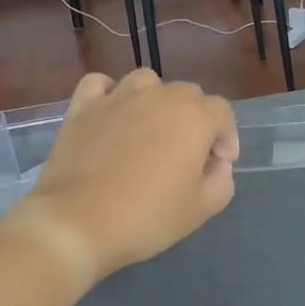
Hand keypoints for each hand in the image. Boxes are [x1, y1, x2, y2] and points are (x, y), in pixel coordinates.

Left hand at [8, 70, 238, 284]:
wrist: (78, 223)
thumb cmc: (147, 217)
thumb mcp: (202, 208)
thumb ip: (222, 180)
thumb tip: (217, 164)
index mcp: (193, 117)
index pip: (222, 112)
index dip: (226, 137)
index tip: (218, 165)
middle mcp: (158, 96)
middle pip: (187, 94)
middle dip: (195, 120)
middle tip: (187, 155)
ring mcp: (117, 98)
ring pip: (146, 82)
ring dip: (156, 100)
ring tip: (150, 131)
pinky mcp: (82, 107)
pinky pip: (100, 84)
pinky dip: (110, 93)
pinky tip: (112, 115)